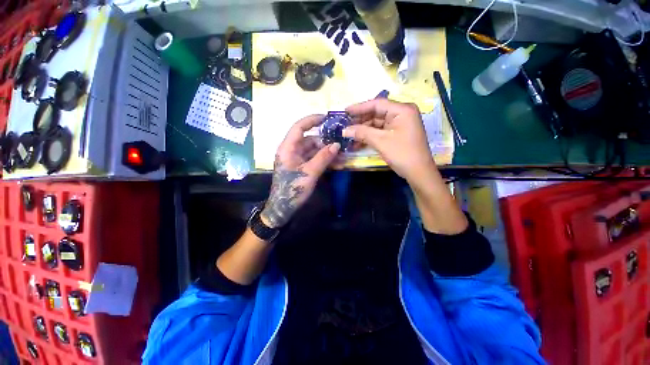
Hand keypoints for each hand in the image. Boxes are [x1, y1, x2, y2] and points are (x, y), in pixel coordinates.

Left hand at [261, 115, 340, 227]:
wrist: (283, 207)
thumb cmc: (292, 189)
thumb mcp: (309, 173)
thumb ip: (323, 158)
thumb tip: (336, 144)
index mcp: (288, 148)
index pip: (299, 127)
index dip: (312, 120)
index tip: (327, 118)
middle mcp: (291, 150)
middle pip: (309, 139)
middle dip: (325, 141)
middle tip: (341, 143)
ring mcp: (296, 159)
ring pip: (313, 150)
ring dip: (326, 152)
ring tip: (342, 155)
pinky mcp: (301, 166)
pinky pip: (313, 159)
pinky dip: (324, 160)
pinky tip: (336, 163)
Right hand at [343, 99, 434, 182]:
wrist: (418, 172)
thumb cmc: (402, 153)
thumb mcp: (381, 141)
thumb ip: (362, 133)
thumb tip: (344, 130)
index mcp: (402, 110)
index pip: (377, 104)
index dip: (359, 107)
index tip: (345, 111)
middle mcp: (401, 114)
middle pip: (376, 113)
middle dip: (360, 121)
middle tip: (345, 125)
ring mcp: (399, 124)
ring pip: (376, 124)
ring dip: (363, 130)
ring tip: (348, 135)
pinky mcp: (396, 134)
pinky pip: (380, 132)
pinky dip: (369, 136)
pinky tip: (357, 142)